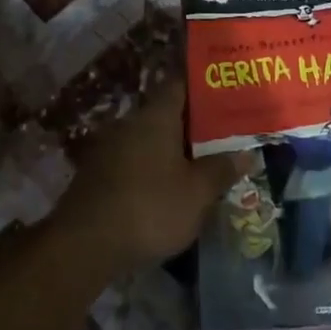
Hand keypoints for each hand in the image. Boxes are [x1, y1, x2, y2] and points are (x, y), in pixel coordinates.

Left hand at [60, 82, 244, 276]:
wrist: (84, 244)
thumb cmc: (150, 208)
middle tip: (225, 133)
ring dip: (173, 148)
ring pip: (150, 139)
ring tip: (202, 162)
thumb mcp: (197, 193)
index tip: (226, 90)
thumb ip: (222, 169)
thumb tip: (246, 153)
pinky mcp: (97, 174)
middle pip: (167, 113)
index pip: (181, 84)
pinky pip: (135, 160)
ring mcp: (109, 148)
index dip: (204, 85)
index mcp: (156, 116)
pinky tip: (169, 186)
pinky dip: (154, 167)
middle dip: (194, 123)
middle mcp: (130, 123)